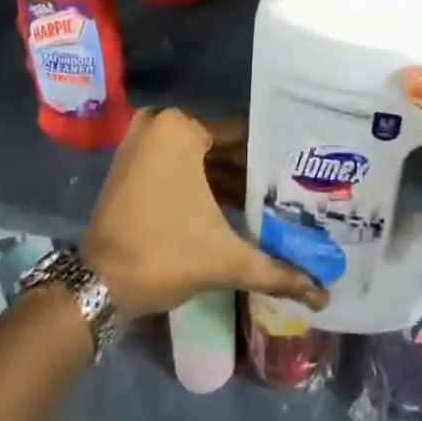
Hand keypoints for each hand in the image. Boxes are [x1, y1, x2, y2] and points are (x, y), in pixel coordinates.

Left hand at [81, 108, 327, 317]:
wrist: (97, 284)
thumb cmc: (162, 255)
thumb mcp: (225, 259)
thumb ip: (277, 270)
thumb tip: (324, 297)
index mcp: (182, 128)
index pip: (243, 135)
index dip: (273, 157)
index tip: (300, 172)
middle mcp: (161, 123)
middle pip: (221, 145)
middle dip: (252, 170)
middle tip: (291, 189)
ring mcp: (142, 142)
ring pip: (200, 156)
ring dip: (229, 179)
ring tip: (270, 200)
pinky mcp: (132, 163)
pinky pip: (179, 164)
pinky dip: (203, 183)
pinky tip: (235, 206)